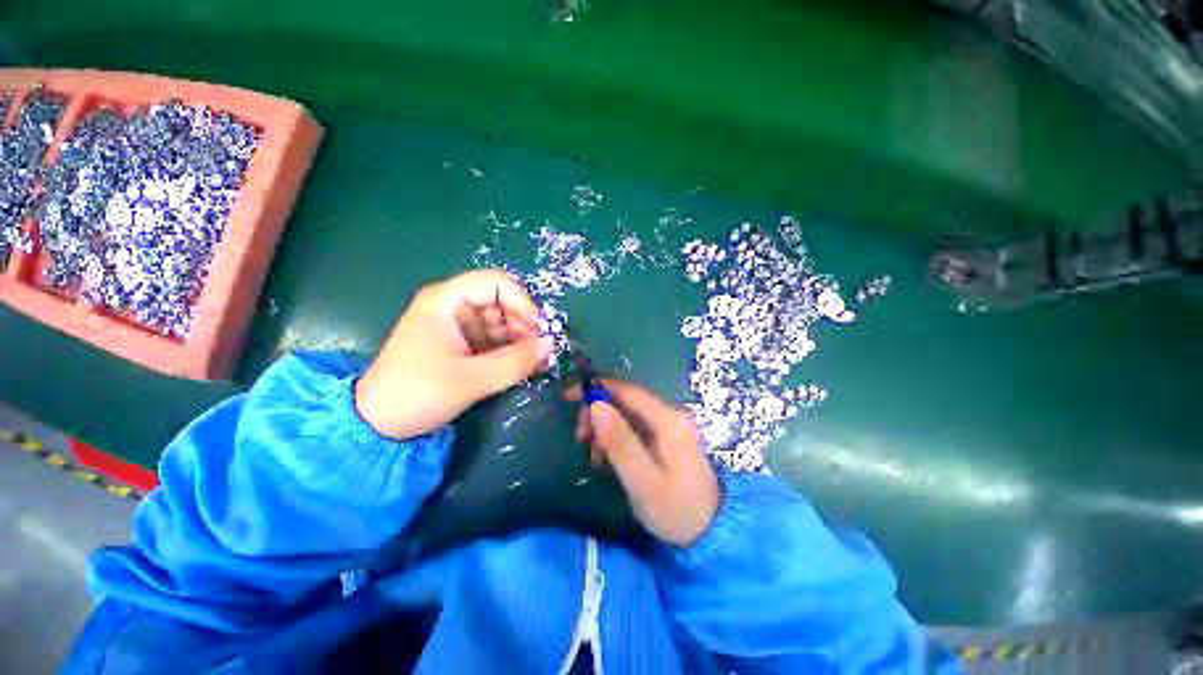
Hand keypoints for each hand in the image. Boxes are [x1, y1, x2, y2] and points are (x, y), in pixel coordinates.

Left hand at [356, 269, 552, 439]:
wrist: (378, 425)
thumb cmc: (416, 393)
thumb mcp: (469, 380)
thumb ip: (514, 362)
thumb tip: (551, 346)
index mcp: (447, 300)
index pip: (497, 283)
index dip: (523, 303)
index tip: (539, 331)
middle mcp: (456, 306)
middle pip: (504, 302)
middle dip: (526, 326)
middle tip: (542, 352)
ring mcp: (461, 326)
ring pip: (505, 323)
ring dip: (523, 341)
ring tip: (537, 363)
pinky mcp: (466, 345)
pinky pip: (498, 341)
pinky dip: (514, 352)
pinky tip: (525, 367)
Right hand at [569, 380, 719, 547]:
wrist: (711, 532)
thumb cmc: (676, 511)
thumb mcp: (642, 481)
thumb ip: (619, 442)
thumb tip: (595, 405)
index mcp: (668, 420)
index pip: (627, 390)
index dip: (596, 388)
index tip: (568, 395)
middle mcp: (670, 414)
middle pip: (626, 399)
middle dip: (598, 413)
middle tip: (580, 438)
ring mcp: (669, 424)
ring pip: (627, 413)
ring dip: (605, 428)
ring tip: (595, 458)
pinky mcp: (666, 436)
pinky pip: (634, 427)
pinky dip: (616, 438)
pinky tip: (608, 459)